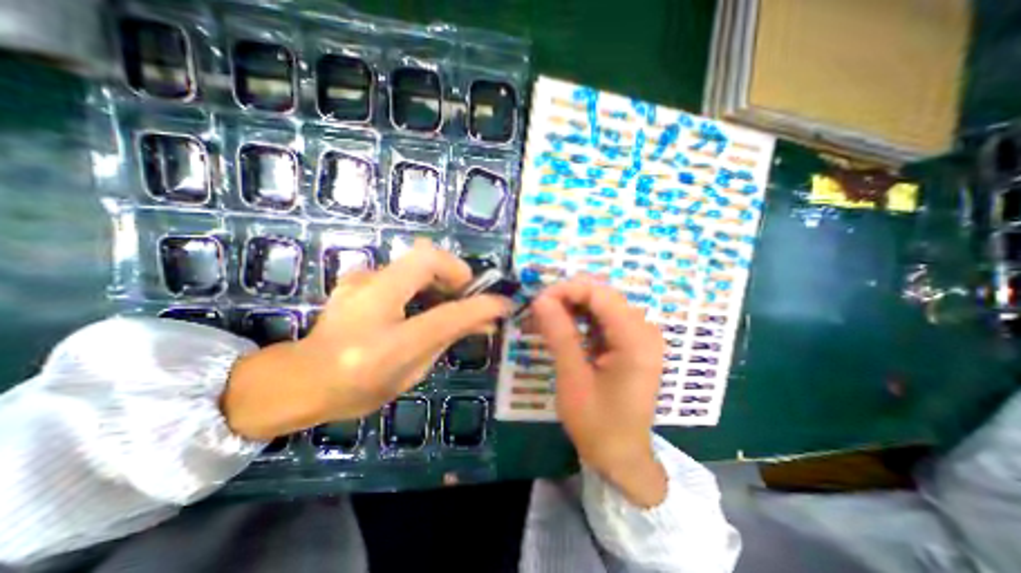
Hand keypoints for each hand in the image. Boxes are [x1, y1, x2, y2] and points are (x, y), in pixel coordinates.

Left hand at [224, 239, 509, 441]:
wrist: (301, 379)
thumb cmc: (360, 387)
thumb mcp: (412, 371)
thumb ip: (449, 338)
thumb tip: (486, 320)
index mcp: (385, 341)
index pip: (446, 314)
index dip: (480, 304)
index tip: (502, 302)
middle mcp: (369, 299)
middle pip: (427, 258)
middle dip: (457, 273)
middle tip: (467, 296)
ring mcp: (360, 280)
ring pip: (416, 258)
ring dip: (442, 275)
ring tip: (448, 299)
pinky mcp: (358, 276)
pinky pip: (403, 268)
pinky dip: (424, 279)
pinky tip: (421, 300)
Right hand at [532, 277, 667, 504]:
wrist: (621, 456)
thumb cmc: (597, 423)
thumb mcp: (573, 378)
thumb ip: (559, 334)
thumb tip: (540, 299)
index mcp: (636, 339)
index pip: (600, 294)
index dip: (566, 290)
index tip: (538, 301)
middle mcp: (644, 331)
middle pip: (602, 296)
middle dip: (568, 298)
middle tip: (539, 311)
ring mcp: (640, 336)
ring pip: (601, 305)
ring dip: (572, 307)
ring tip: (545, 319)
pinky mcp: (632, 343)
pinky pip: (604, 319)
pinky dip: (581, 319)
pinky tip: (562, 328)